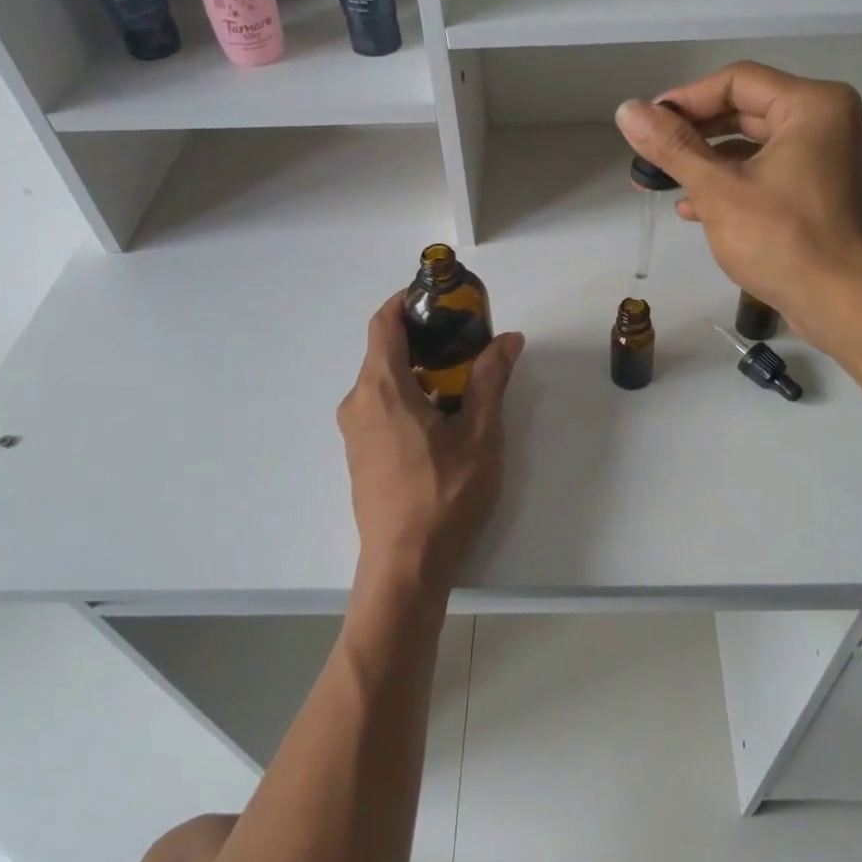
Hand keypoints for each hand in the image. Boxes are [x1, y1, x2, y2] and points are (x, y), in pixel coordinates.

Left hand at [337, 294, 525, 601]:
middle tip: (465, 338)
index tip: (439, 296)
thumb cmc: (444, 495)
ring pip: (382, 380)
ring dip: (417, 368)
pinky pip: (379, 406)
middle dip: (422, 336)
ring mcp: (354, 431)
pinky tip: (440, 415)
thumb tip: (507, 339)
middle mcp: (358, 402)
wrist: (405, 565)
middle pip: (383, 350)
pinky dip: (407, 394)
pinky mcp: (359, 454)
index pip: (383, 323)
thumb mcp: (479, 434)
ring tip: (460, 376)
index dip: (406, 301)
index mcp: (382, 388)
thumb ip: (490, 379)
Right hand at [614, 62, 861, 343]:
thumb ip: (672, 147)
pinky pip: (770, 172)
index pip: (736, 81)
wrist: (845, 306)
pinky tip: (694, 208)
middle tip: (651, 153)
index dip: (685, 99)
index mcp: (813, 105)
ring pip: (755, 145)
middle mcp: (827, 121)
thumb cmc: (783, 240)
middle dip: (694, 134)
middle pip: (746, 110)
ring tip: (664, 182)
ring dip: (708, 162)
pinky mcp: (822, 192)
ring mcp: (828, 158)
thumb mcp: (718, 191)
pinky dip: (734, 183)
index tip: (646, 123)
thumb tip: (627, 110)